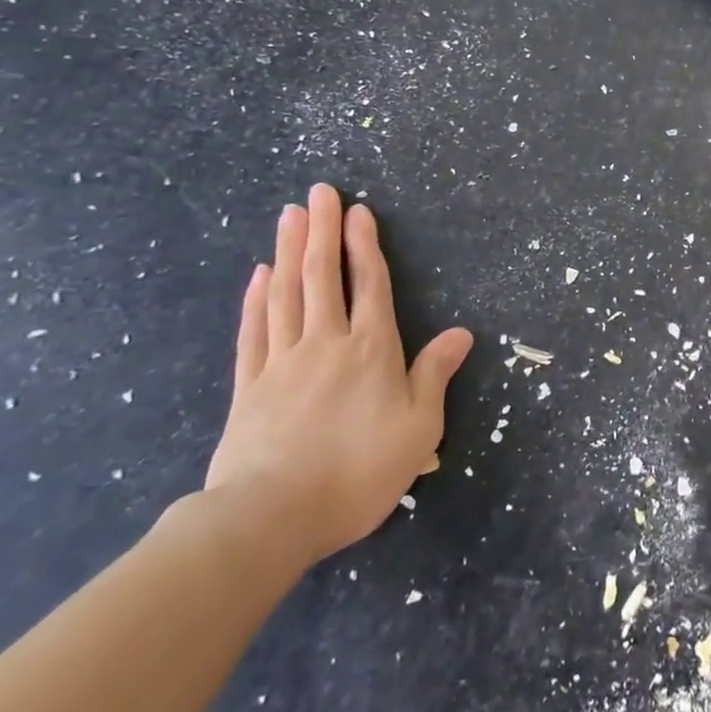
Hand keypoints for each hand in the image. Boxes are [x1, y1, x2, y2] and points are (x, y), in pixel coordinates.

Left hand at [203, 184, 471, 571]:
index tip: (358, 211)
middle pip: (322, 276)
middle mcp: (326, 343)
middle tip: (319, 192)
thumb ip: (435, 375)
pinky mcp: (248, 387)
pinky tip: (258, 276)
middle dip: (322, 230)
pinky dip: (256, 300)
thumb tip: (462, 333)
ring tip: (290, 215)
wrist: (271, 519)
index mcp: (371, 350)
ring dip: (288, 250)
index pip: (369, 284)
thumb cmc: (358, 473)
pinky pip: (253, 332)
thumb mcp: (418, 428)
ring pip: (286, 294)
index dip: (364, 245)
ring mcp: (281, 362)